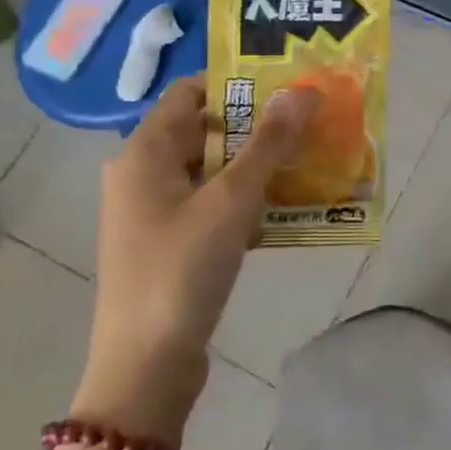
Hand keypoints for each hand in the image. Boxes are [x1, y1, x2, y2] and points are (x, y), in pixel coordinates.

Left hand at [73, 79, 318, 438]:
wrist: (145, 366)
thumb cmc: (182, 269)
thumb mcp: (232, 199)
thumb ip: (269, 143)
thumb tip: (303, 90)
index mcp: (144, 151)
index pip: (191, 92)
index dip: (238, 83)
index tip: (287, 84)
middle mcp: (142, 173)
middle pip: (204, 129)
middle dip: (257, 124)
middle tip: (309, 120)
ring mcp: (153, 211)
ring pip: (211, 169)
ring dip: (256, 163)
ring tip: (308, 157)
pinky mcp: (168, 243)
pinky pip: (211, 203)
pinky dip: (245, 198)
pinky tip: (286, 205)